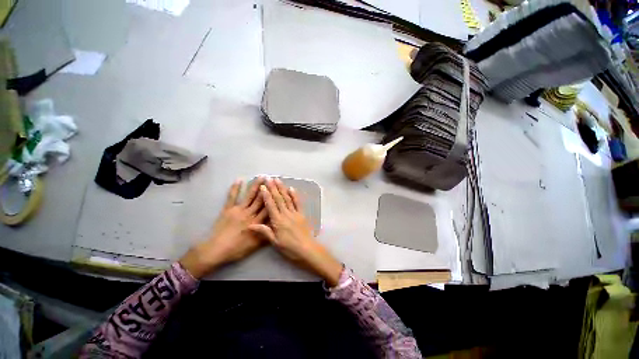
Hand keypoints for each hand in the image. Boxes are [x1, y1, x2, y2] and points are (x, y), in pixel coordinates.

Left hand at [179, 178, 267, 278]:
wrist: (216, 250)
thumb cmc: (237, 249)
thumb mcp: (255, 245)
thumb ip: (267, 235)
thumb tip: (277, 226)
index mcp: (257, 222)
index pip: (269, 209)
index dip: (275, 199)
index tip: (280, 190)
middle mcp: (250, 213)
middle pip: (261, 199)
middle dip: (267, 188)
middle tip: (272, 179)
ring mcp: (238, 210)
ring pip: (249, 196)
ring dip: (255, 185)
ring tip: (261, 176)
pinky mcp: (228, 209)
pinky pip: (232, 197)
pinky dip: (235, 188)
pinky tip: (239, 179)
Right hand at [249, 178, 342, 286]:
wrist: (306, 249)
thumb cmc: (289, 248)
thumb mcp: (275, 242)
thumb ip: (264, 232)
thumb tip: (251, 225)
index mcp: (278, 222)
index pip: (270, 206)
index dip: (266, 195)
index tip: (263, 186)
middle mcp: (286, 215)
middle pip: (278, 199)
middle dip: (273, 188)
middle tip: (269, 178)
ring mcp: (295, 213)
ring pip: (287, 199)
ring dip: (282, 189)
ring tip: (278, 180)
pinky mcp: (302, 214)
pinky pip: (298, 203)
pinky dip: (294, 195)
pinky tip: (291, 188)